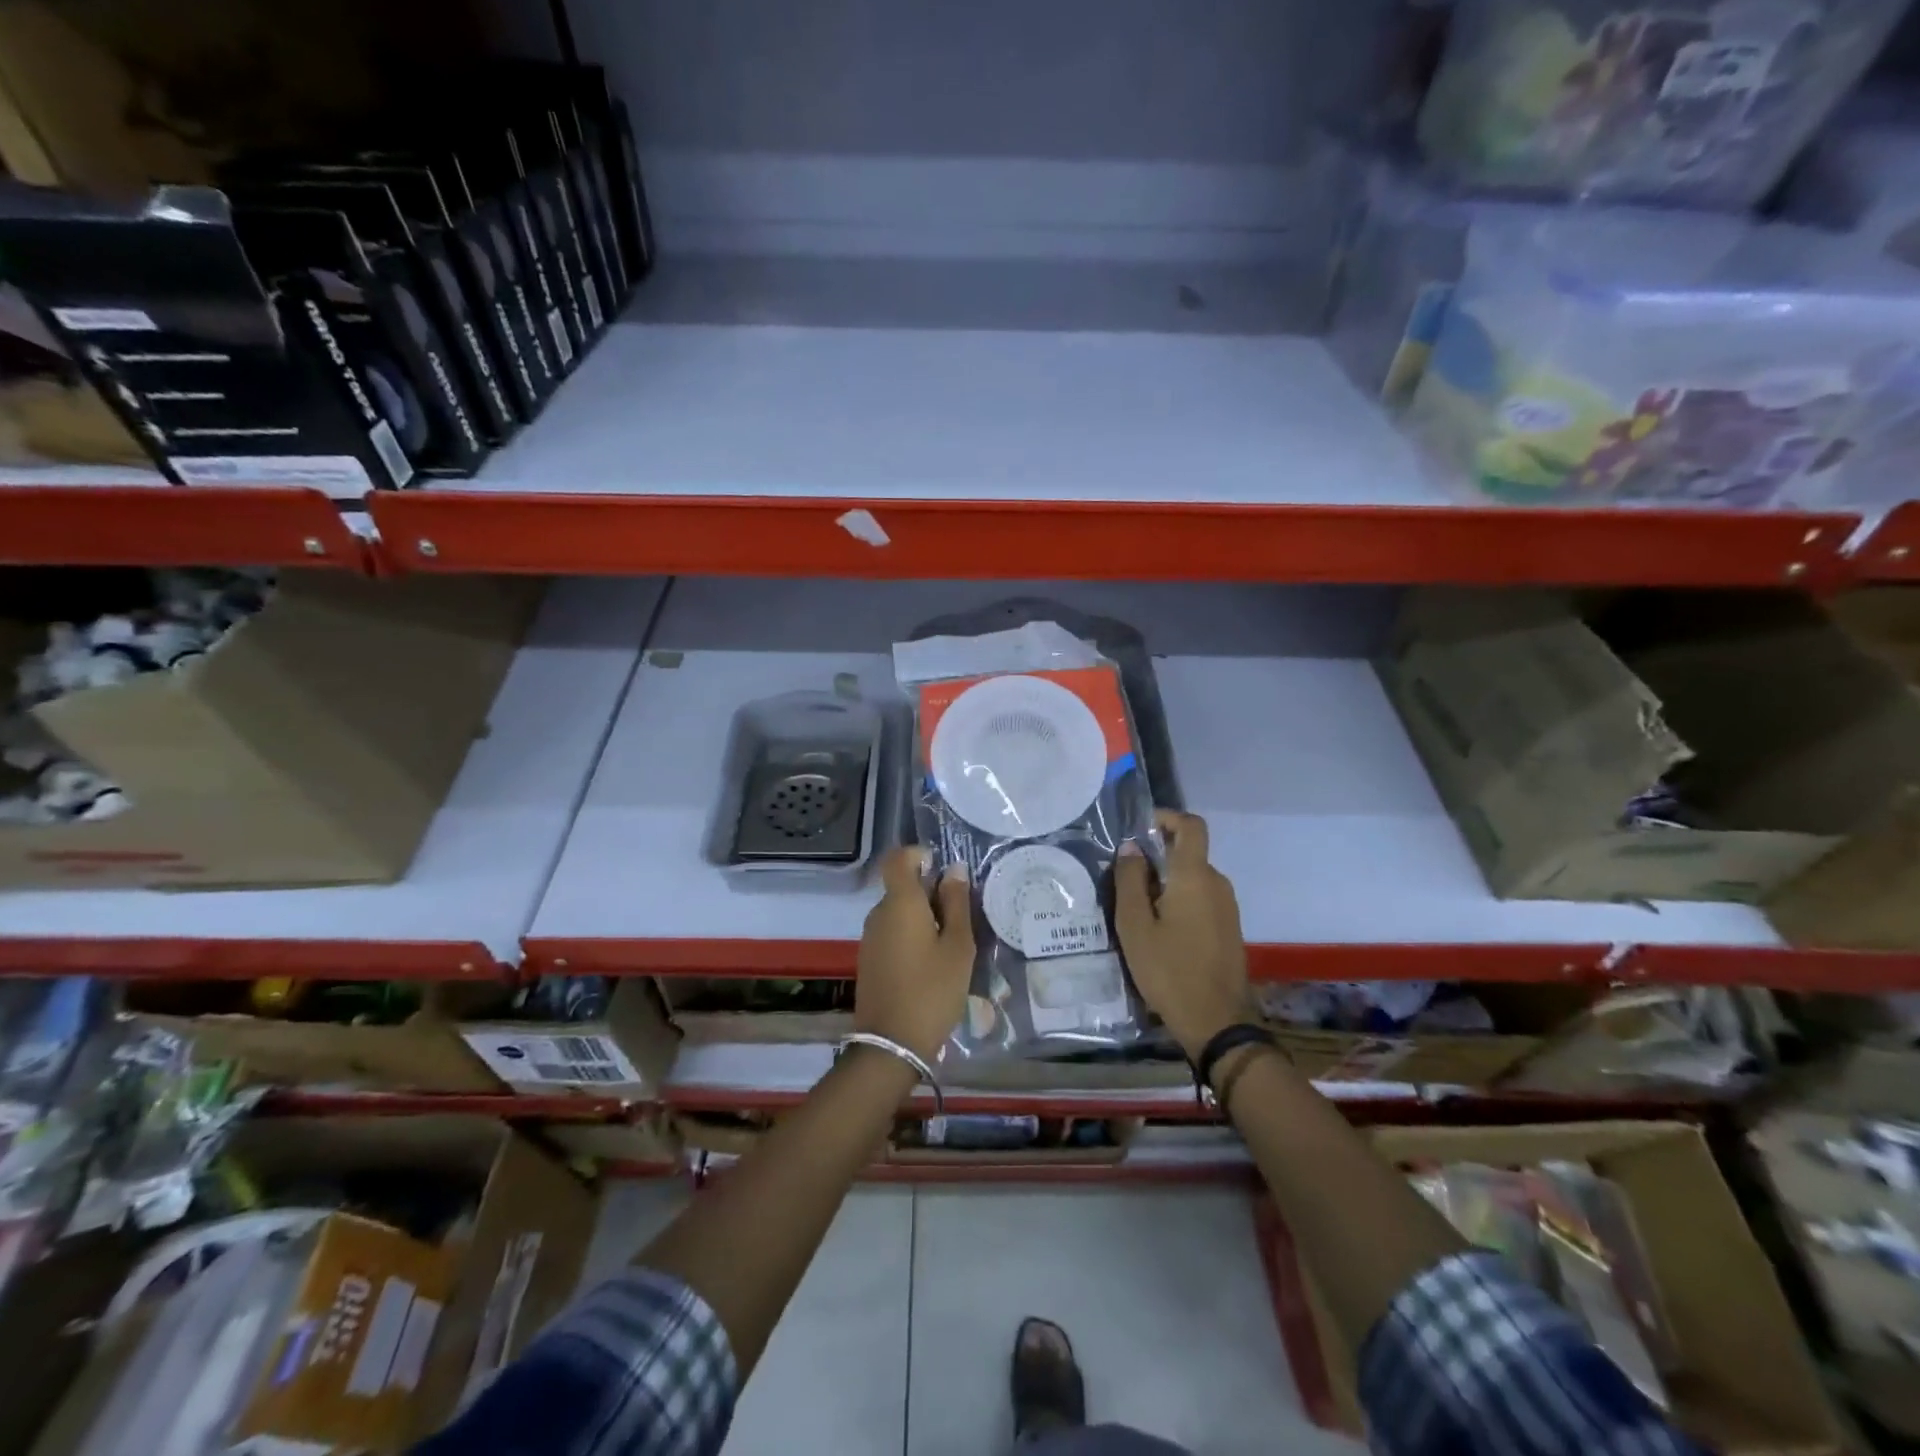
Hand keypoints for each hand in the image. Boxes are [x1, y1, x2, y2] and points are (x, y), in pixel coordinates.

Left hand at [855, 847, 974, 1063]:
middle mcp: (879, 913)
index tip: (942, 868)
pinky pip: (892, 932)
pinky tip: (932, 963)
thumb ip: (957, 904)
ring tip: (952, 945)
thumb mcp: (958, 946)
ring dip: (923, 917)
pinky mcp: (869, 959)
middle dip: (931, 892)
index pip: (898, 858)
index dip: (918, 855)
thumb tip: (954, 869)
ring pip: (899, 912)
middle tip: (962, 918)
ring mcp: (870, 938)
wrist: (892, 1044)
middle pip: (902, 887)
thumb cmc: (933, 990)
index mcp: (900, 903)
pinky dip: (912, 936)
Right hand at [1115, 810, 1255, 1059]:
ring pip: (1193, 878)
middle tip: (1124, 880)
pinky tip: (1159, 930)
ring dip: (1166, 882)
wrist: (1216, 1022)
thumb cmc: (1169, 970)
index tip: (1140, 830)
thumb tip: (1131, 847)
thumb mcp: (1135, 925)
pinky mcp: (1229, 928)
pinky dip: (1180, 901)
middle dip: (1157, 857)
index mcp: (1195, 876)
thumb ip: (1130, 880)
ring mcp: (1228, 907)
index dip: (1167, 817)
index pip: (1191, 825)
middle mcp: (1217, 883)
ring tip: (1137, 910)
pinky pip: (1202, 899)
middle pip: (1188, 853)